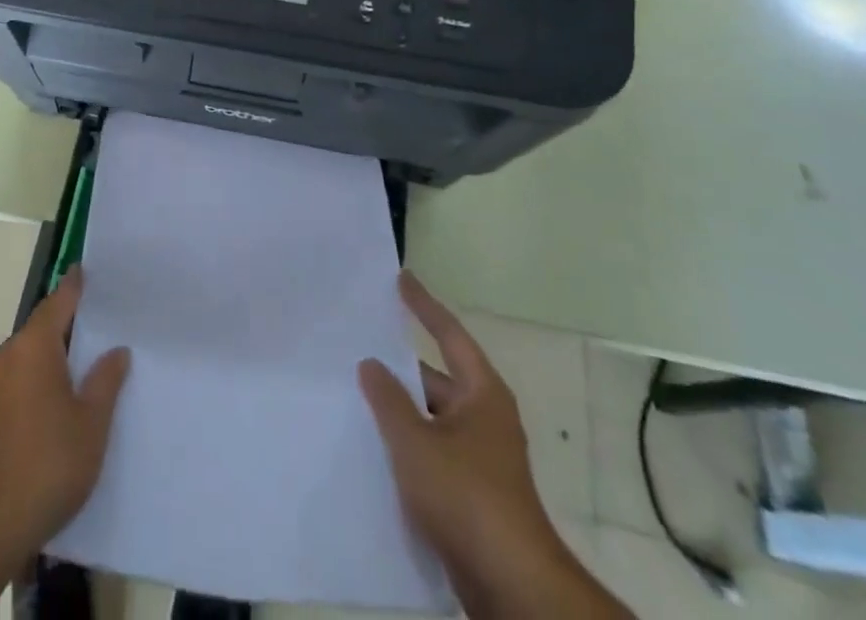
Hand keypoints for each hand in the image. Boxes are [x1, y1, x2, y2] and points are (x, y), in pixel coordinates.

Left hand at [0, 268, 130, 553]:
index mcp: (35, 346)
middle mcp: (8, 355)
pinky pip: (15, 383)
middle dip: (64, 326)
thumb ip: (105, 381)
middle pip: (40, 329)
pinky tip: (51, 406)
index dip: (74, 286)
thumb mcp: (91, 423)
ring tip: (77, 368)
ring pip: (26, 358)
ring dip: (49, 358)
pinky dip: (34, 383)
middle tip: (94, 325)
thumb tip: (116, 350)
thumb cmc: (47, 463)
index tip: (84, 270)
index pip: (58, 302)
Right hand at [358, 272, 562, 570]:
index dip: (423, 305)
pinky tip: (372, 447)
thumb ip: (388, 399)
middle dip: (399, 368)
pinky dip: (406, 445)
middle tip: (358, 346)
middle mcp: (485, 418)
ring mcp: (480, 459)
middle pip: (435, 379)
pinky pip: (432, 453)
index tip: (401, 278)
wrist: (511, 587)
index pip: (448, 334)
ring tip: (354, 394)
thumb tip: (370, 363)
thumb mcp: (415, 441)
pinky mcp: (472, 495)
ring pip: (430, 420)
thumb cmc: (466, 496)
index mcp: (482, 394)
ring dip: (399, 411)